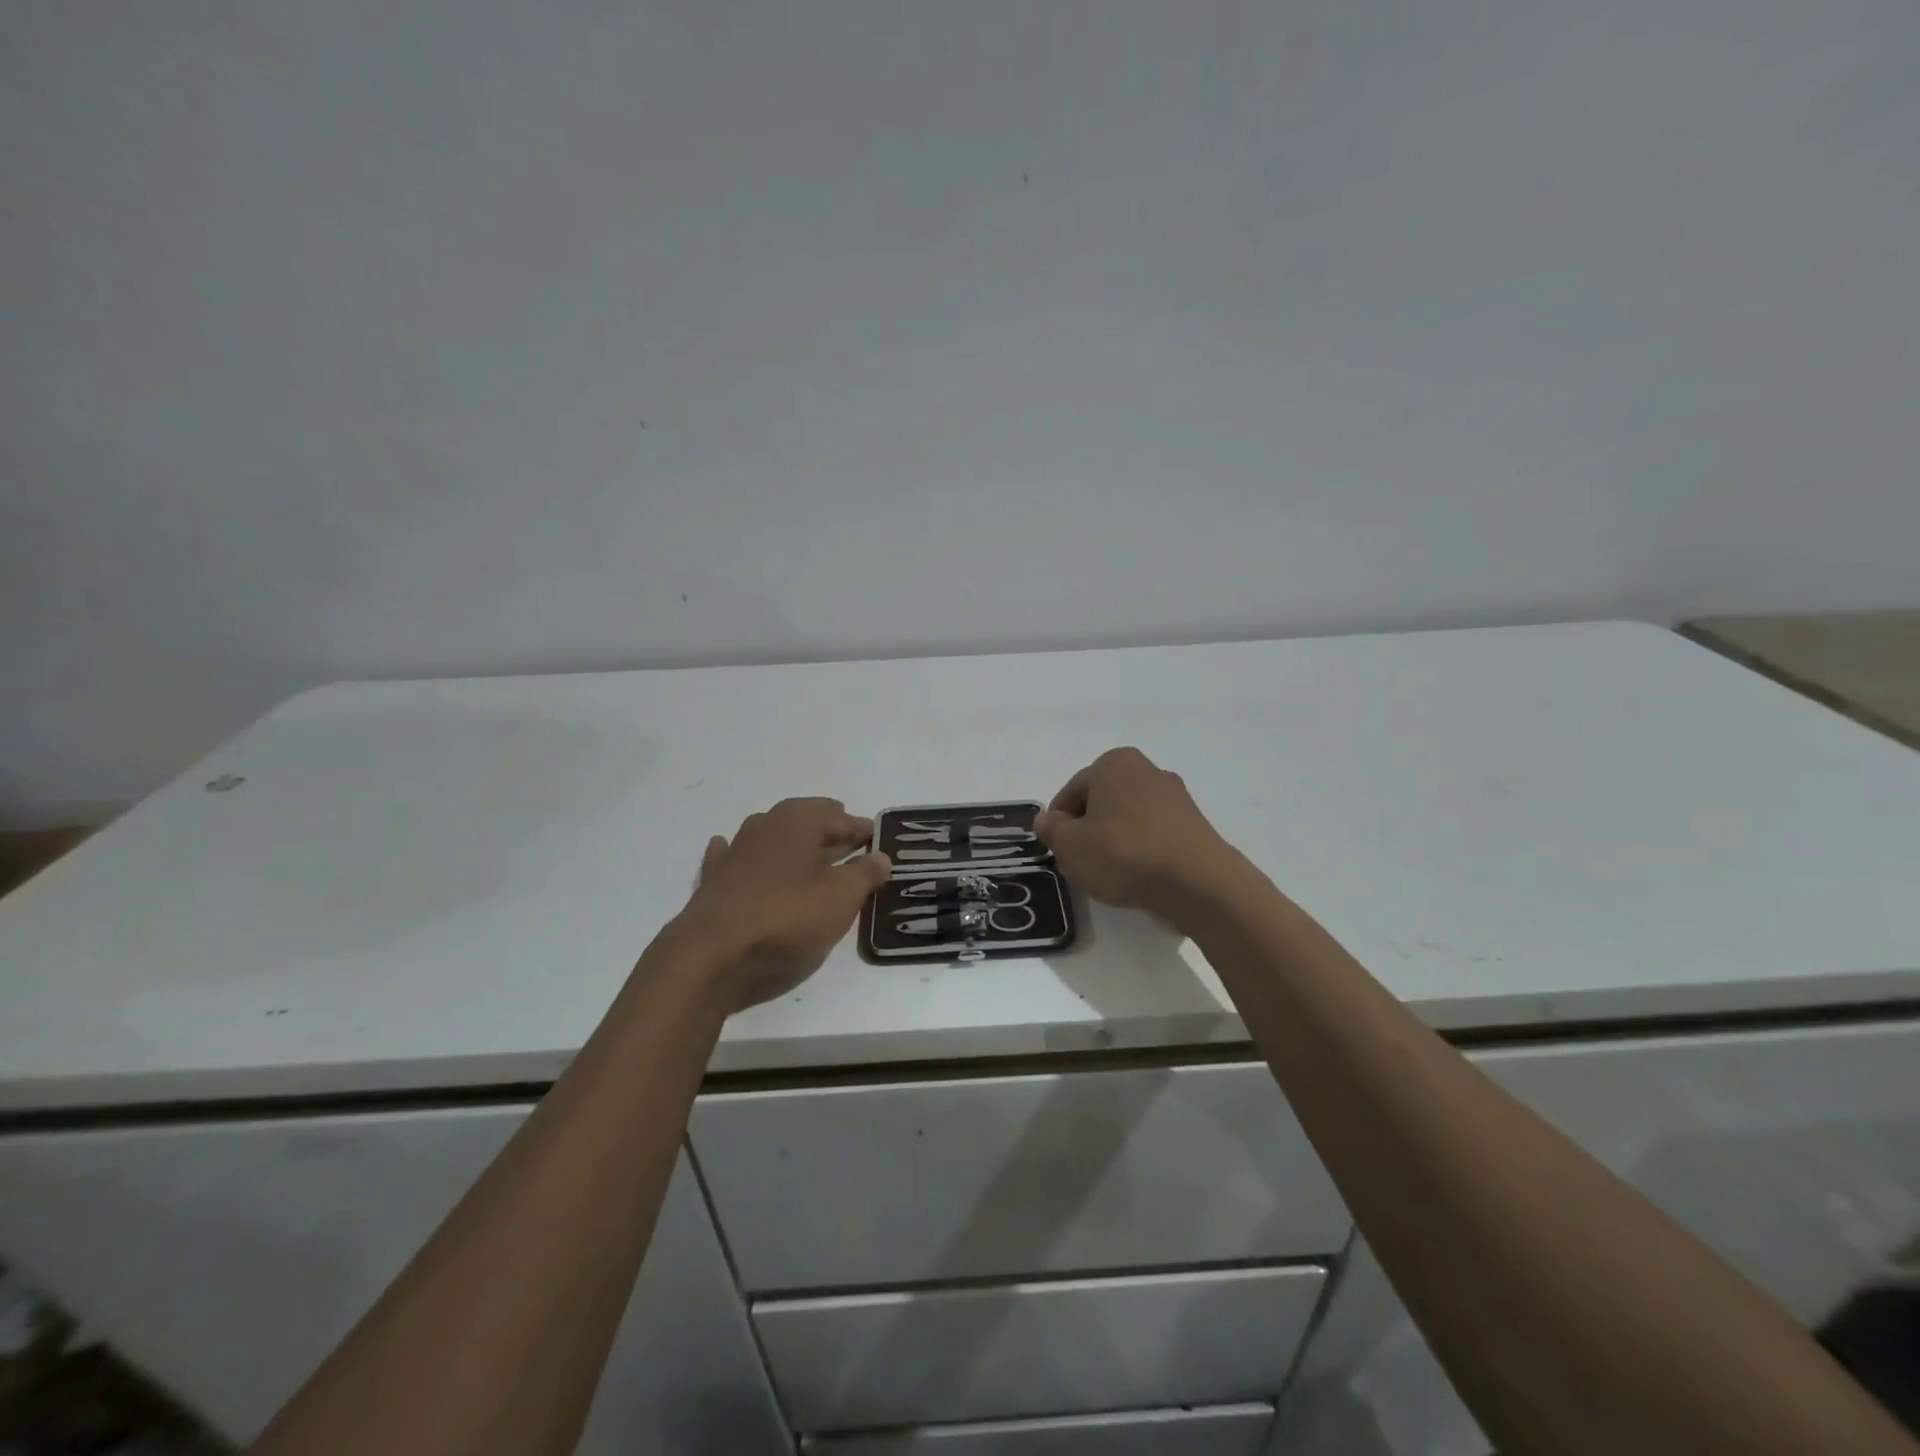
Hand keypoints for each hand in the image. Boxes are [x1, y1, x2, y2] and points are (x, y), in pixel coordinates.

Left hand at [673, 798, 890, 1009]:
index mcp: (800, 820)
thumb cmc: (786, 917)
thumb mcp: (841, 898)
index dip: (864, 832)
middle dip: (830, 830)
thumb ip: (865, 874)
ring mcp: (736, 848)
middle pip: (808, 820)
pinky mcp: (715, 876)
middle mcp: (767, 823)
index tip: (879, 843)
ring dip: (793, 842)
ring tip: (811, 856)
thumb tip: (881, 856)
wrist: (712, 952)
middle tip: (851, 845)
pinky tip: (747, 858)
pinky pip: (737, 856)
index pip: (843, 819)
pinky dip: (749, 856)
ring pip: (773, 834)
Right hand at [1035, 747, 1242, 920]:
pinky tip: (1138, 875)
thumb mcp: (1071, 845)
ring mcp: (1175, 796)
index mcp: (1114, 763)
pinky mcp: (1194, 823)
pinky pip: (1154, 833)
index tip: (1057, 850)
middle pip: (1102, 801)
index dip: (1058, 822)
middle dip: (1087, 830)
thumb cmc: (1124, 853)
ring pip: (1128, 818)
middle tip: (1079, 863)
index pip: (1072, 790)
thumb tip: (1046, 820)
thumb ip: (1052, 830)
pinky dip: (1141, 850)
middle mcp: (1147, 769)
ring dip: (1114, 840)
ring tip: (1109, 874)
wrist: (1197, 882)